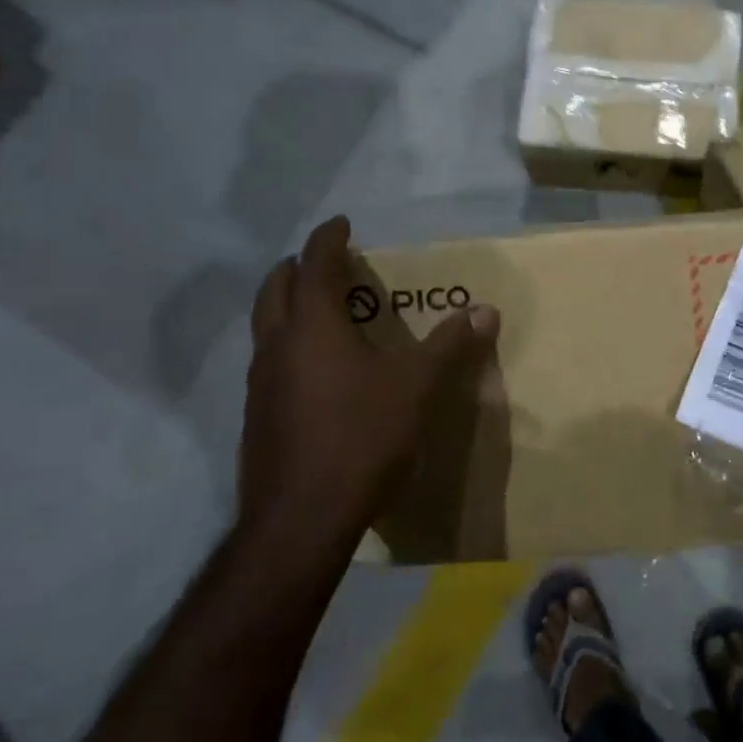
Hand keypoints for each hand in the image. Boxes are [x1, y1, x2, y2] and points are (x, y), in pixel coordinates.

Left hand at [240, 216, 498, 550]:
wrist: (301, 517)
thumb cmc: (361, 437)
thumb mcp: (415, 386)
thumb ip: (449, 345)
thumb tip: (486, 310)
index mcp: (313, 327)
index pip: (314, 265)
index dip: (327, 240)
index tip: (341, 223)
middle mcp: (277, 346)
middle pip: (274, 290)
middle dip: (296, 268)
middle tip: (323, 262)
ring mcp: (259, 384)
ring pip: (266, 327)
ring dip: (286, 307)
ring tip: (318, 310)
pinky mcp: (257, 417)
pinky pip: (268, 362)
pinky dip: (287, 345)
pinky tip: (314, 372)